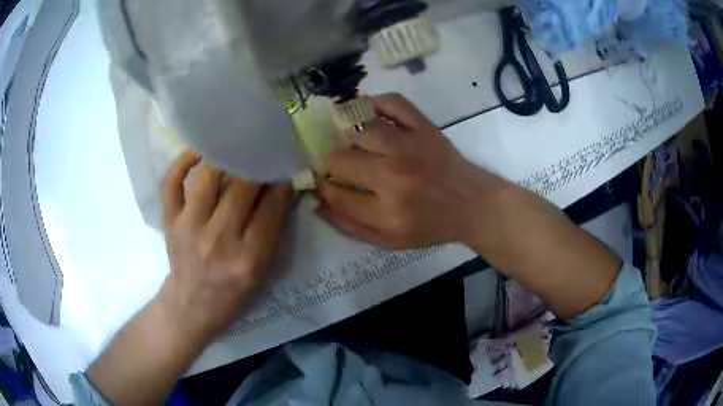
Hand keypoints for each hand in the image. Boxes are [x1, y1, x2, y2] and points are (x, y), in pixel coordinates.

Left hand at [158, 150, 292, 341]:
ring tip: (235, 150)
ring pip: (207, 178)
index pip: (270, 210)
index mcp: (247, 259)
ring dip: (225, 158)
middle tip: (263, 156)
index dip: (281, 186)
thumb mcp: (261, 272)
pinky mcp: (170, 221)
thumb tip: (279, 189)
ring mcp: (189, 228)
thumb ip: (271, 232)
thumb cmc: (232, 293)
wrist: (192, 305)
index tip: (285, 173)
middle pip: (241, 188)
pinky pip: (171, 183)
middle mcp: (217, 240)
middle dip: (257, 167)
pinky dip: (182, 162)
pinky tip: (198, 152)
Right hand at [318, 93, 503, 248]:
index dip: (323, 186)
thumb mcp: (390, 240)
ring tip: (351, 140)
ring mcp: (410, 147)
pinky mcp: (423, 127)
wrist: (471, 203)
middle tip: (340, 165)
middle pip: (341, 160)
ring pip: (360, 128)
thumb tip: (317, 203)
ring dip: (347, 133)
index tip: (322, 182)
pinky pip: (392, 103)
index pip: (336, 193)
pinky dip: (375, 102)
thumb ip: (350, 225)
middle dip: (332, 163)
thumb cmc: (431, 224)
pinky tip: (367, 112)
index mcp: (387, 212)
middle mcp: (394, 176)